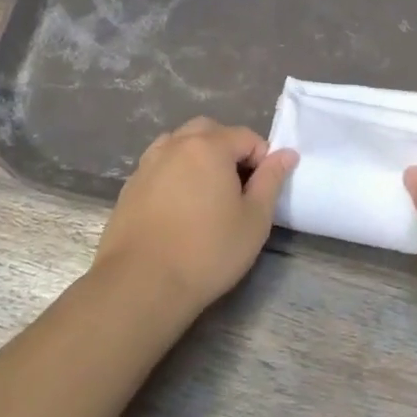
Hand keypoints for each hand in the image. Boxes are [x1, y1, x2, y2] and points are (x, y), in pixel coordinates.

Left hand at [95, 118, 296, 315]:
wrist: (141, 285)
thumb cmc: (207, 252)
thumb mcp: (254, 220)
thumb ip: (271, 180)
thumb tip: (287, 154)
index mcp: (209, 147)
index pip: (246, 136)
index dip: (262, 159)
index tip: (262, 190)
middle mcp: (176, 145)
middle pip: (209, 131)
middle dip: (228, 149)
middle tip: (237, 187)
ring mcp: (148, 164)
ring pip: (179, 144)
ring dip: (198, 157)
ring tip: (206, 193)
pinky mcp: (130, 186)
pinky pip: (159, 165)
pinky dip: (174, 173)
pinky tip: (178, 207)